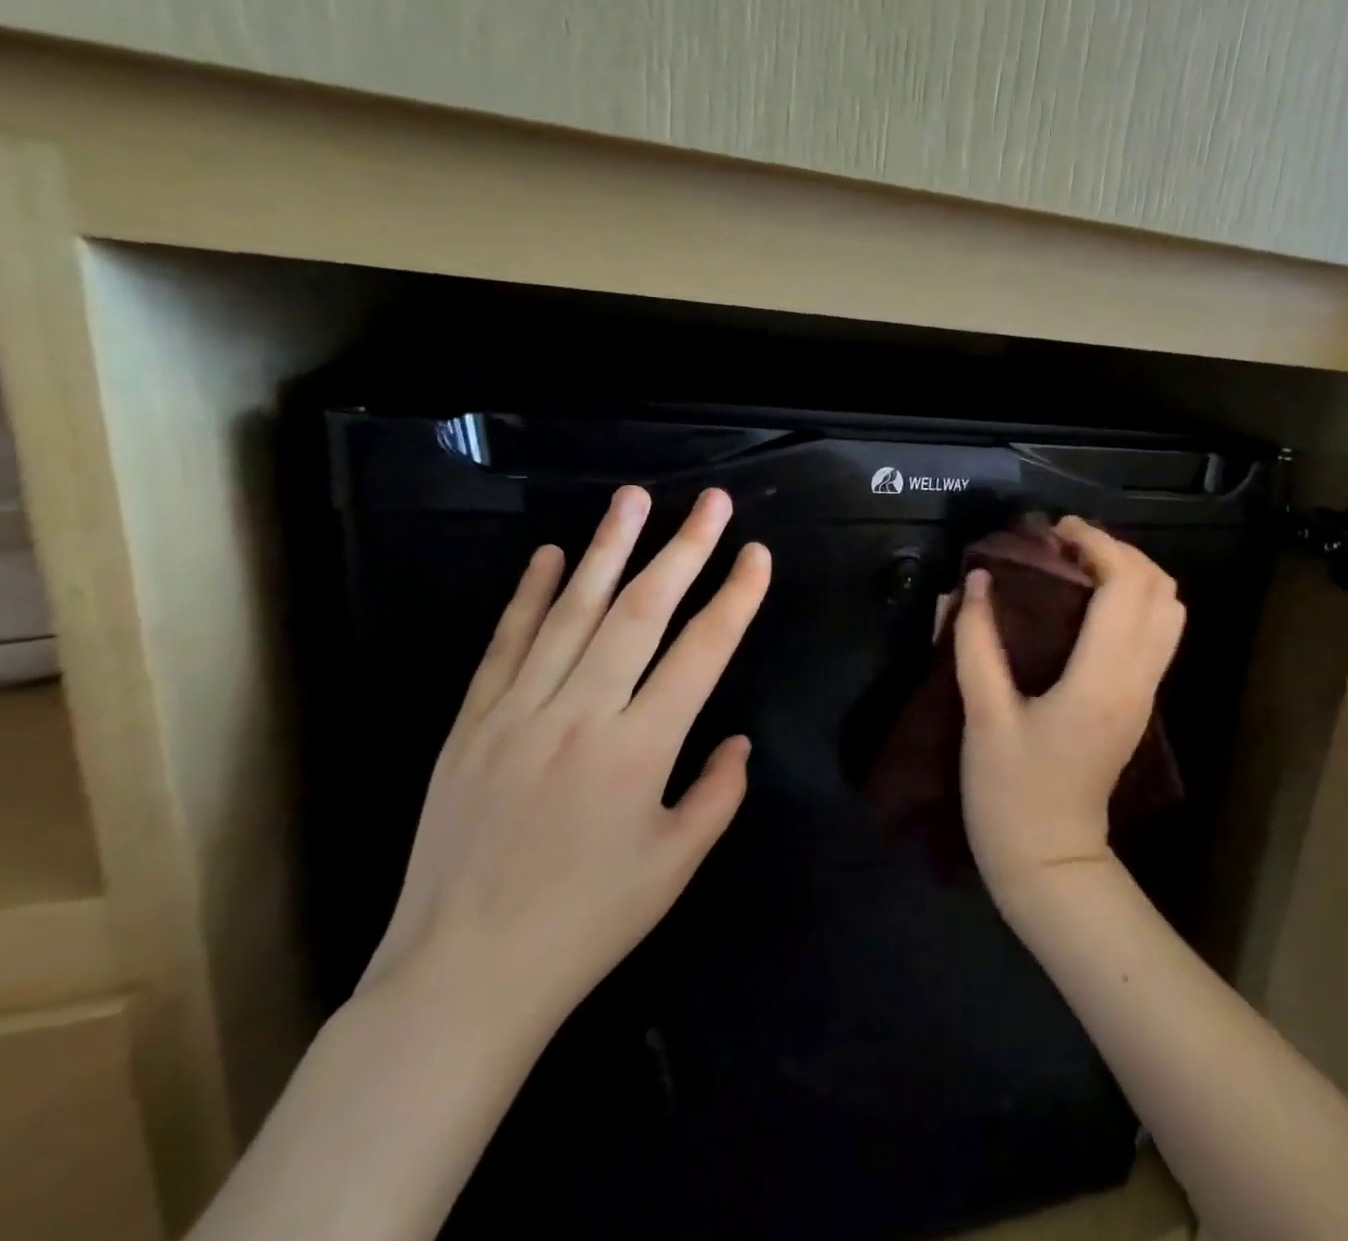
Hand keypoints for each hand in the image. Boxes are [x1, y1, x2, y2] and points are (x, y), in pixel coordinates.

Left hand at [359, 485, 771, 1033]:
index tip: (757, 554)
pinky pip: (506, 645)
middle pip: (640, 613)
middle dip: (683, 550)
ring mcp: (518, 713)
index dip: (735, 598)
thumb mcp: (676, 864)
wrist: (462, 976)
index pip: (700, 652)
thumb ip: (718, 793)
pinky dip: (531, 596)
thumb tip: (736, 741)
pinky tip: (552, 556)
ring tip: (633, 499)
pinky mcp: (472, 724)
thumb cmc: (587, 922)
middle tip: (711, 502)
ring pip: (573, 613)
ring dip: (609, 549)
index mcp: (638, 750)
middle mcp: (580, 715)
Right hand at [953, 517, 1184, 897]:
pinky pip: (1159, 632)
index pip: (1126, 586)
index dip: (1097, 544)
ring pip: (1170, 611)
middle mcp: (1137, 678)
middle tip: (1065, 546)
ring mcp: (1146, 692)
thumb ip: (976, 643)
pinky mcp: (1140, 702)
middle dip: (1119, 551)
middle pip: (1161, 589)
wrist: (1051, 863)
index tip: (1055, 531)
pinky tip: (1090, 605)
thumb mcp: (983, 717)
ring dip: (1133, 575)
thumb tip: (975, 582)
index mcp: (1102, 678)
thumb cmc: (1011, 795)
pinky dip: (1136, 601)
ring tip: (1081, 568)